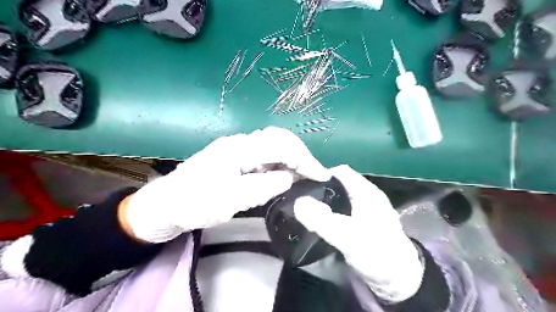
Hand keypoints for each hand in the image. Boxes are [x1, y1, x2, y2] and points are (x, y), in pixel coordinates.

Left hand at [122, 126, 329, 243]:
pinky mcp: (236, 158)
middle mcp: (241, 142)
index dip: (304, 159)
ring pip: (273, 146)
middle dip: (301, 155)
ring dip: (292, 159)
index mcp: (239, 148)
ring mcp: (238, 148)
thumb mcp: (233, 199)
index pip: (281, 145)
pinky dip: (280, 164)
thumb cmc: (195, 203)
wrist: (166, 205)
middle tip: (315, 174)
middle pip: (279, 139)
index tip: (321, 175)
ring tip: (305, 175)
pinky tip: (285, 175)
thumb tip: (292, 177)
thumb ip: (266, 185)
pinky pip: (264, 156)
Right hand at [295, 166, 421, 303]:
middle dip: (319, 188)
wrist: (399, 281)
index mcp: (366, 192)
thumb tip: (297, 202)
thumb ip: (323, 220)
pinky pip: (341, 209)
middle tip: (299, 199)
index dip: (320, 175)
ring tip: (304, 208)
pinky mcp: (361, 221)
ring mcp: (364, 208)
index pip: (339, 172)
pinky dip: (329, 211)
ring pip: (338, 196)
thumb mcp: (349, 238)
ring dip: (323, 201)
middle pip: (337, 183)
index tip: (302, 186)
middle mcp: (365, 195)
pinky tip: (318, 220)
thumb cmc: (378, 255)